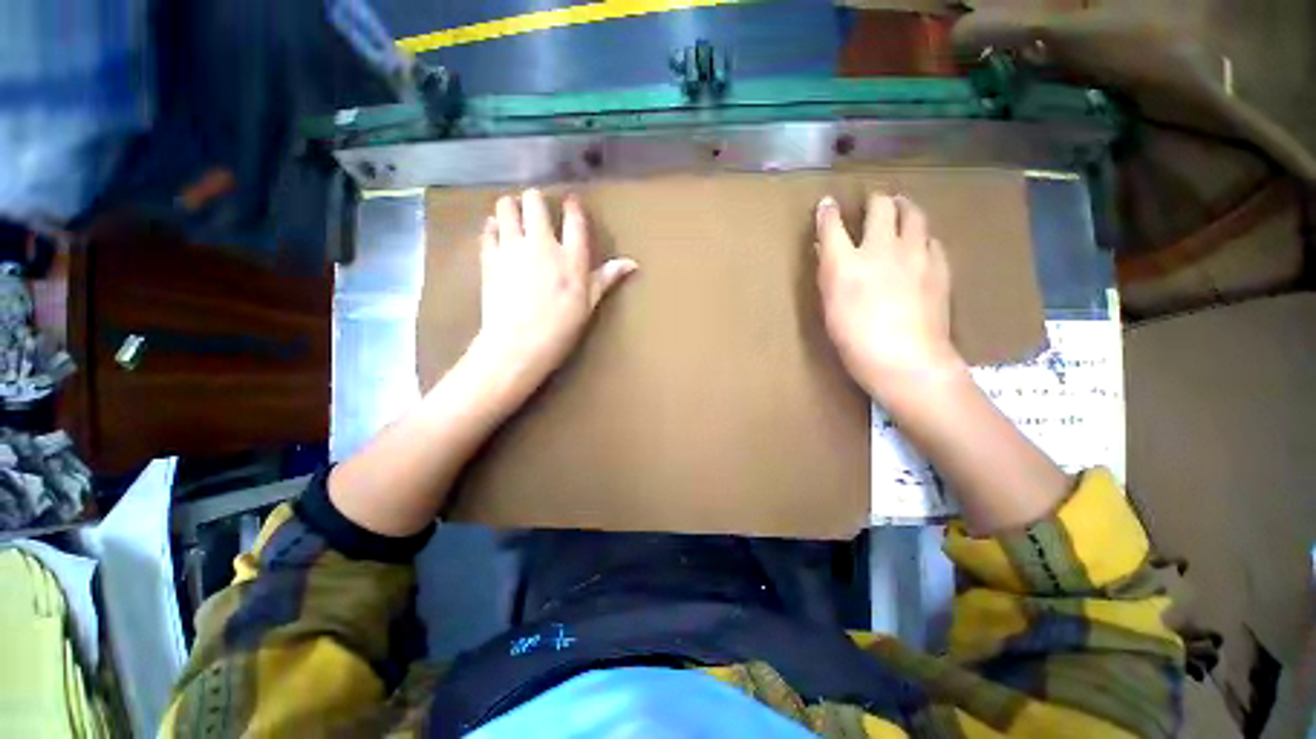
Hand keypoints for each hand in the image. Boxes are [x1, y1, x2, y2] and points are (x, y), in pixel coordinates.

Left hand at [467, 189, 636, 396]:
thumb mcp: (588, 305)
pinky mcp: (490, 258)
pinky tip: (493, 228)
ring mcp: (512, 248)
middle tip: (533, 203)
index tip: (569, 199)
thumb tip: (631, 263)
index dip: (572, 205)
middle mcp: (542, 243)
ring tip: (510, 209)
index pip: (574, 219)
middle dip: (534, 199)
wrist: (516, 344)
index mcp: (571, 255)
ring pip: (507, 209)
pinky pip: (488, 232)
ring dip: (509, 206)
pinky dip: (491, 227)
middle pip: (535, 204)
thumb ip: (605, 278)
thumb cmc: (558, 329)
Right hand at [815, 192, 962, 400]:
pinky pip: (933, 241)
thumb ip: (831, 277)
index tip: (829, 206)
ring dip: (905, 208)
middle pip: (879, 204)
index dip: (828, 211)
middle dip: (875, 201)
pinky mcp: (939, 268)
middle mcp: (880, 248)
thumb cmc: (862, 348)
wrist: (912, 365)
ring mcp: (914, 255)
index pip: (832, 222)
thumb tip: (828, 252)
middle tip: (875, 206)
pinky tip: (924, 249)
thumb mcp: (833, 313)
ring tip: (903, 211)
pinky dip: (926, 240)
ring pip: (913, 213)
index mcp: (846, 262)